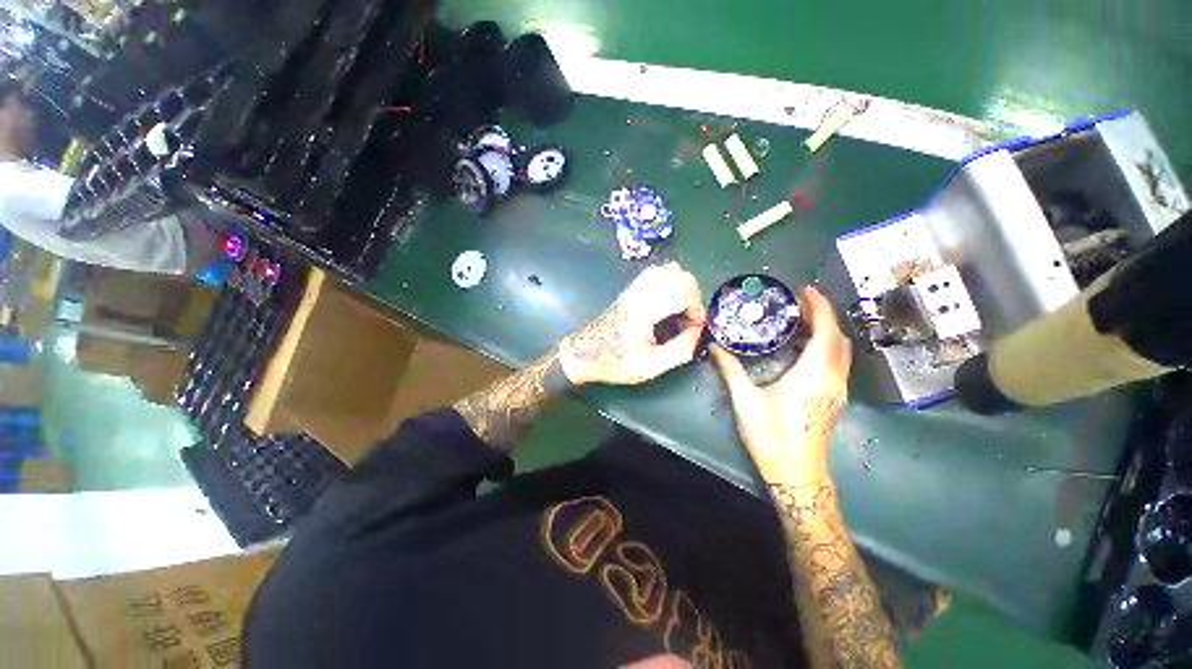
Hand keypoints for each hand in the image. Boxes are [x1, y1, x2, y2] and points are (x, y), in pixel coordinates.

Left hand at [559, 262, 705, 385]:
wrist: (585, 354)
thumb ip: (680, 350)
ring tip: (680, 310)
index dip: (697, 309)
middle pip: (681, 275)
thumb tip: (697, 330)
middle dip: (694, 296)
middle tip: (689, 319)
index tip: (693, 327)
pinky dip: (670, 282)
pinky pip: (657, 273)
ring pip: (670, 269)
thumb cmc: (616, 362)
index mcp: (646, 310)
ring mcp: (634, 287)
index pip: (685, 291)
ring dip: (683, 287)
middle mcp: (641, 292)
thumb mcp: (652, 367)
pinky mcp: (631, 289)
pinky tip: (667, 303)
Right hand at [711, 286, 851, 483]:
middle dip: (822, 314)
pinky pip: (837, 361)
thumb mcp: (745, 401)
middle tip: (797, 302)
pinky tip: (803, 346)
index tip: (805, 290)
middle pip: (837, 337)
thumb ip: (730, 370)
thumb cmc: (771, 436)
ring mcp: (837, 389)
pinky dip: (826, 345)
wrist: (796, 472)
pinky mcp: (835, 397)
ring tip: (799, 319)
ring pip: (841, 350)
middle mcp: (832, 378)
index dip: (819, 307)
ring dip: (825, 329)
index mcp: (812, 375)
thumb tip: (715, 346)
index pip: (825, 332)